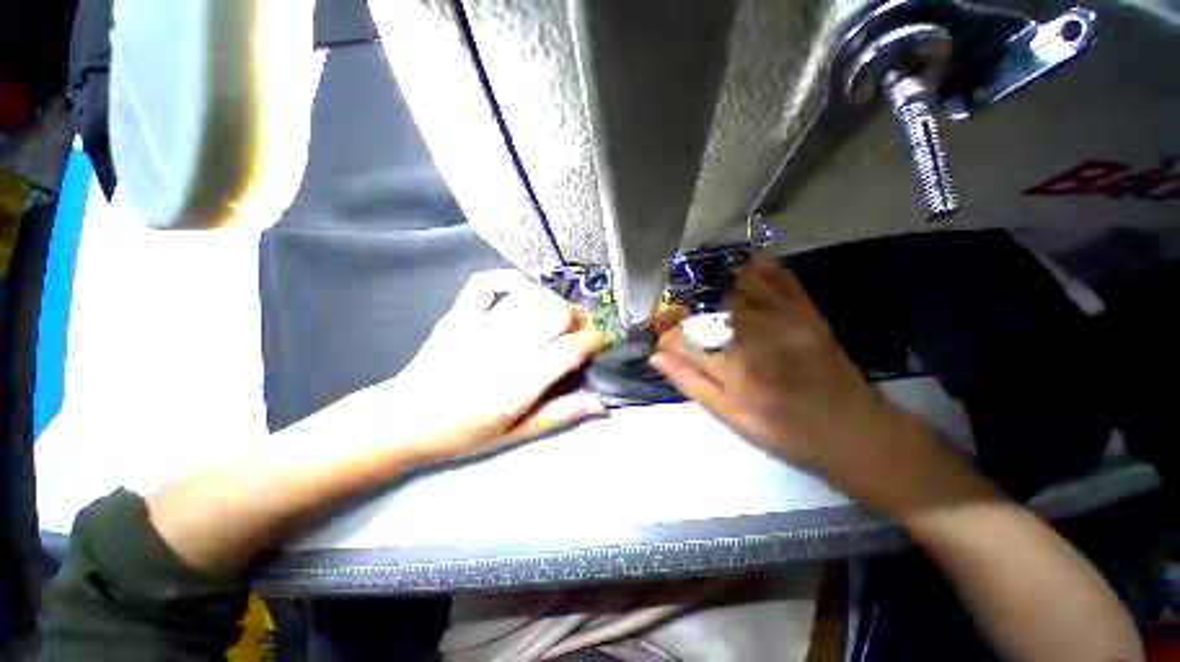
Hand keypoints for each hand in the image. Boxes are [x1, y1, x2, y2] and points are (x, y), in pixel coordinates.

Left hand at [384, 270, 611, 463]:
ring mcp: (478, 326)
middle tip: (582, 331)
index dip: (596, 340)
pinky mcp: (458, 314)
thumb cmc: (462, 434)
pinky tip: (523, 291)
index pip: (570, 349)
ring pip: (531, 297)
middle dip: (579, 318)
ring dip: (555, 303)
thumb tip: (601, 403)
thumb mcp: (515, 434)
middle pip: (556, 314)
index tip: (606, 340)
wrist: (403, 420)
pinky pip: (487, 282)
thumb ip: (560, 414)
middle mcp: (502, 349)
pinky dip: (510, 280)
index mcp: (518, 383)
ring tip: (559, 317)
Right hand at [650, 264, 896, 466]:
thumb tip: (656, 357)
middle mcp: (753, 330)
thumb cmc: (783, 430)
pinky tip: (746, 275)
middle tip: (685, 317)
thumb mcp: (729, 414)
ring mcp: (783, 316)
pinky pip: (779, 277)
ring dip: (718, 285)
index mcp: (731, 362)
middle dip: (689, 305)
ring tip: (709, 295)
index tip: (666, 340)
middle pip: (707, 303)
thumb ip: (690, 381)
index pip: (682, 335)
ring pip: (739, 284)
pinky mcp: (805, 310)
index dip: (668, 334)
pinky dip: (759, 271)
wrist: (852, 430)